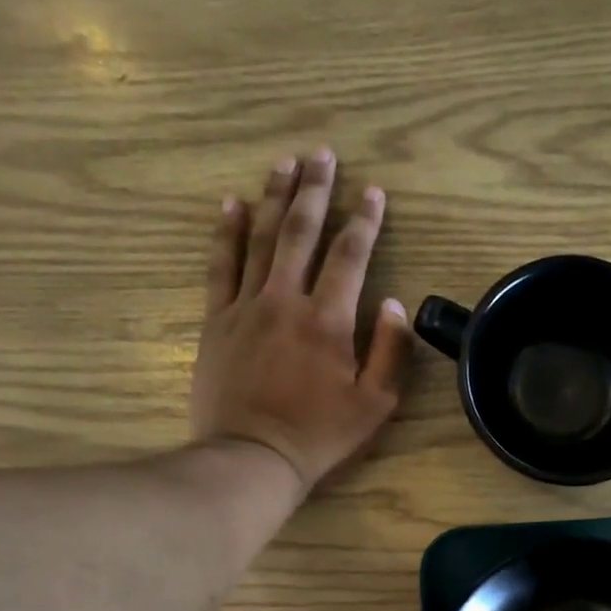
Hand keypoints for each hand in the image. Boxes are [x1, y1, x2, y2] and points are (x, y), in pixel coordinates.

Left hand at [191, 151, 411, 492]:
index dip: (365, 220)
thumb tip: (394, 303)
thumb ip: (390, 350)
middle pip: (302, 232)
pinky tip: (232, 204)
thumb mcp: (375, 404)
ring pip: (261, 238)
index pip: (350, 255)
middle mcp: (286, 300)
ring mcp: (246, 306)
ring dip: (274, 197)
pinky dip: (226, 232)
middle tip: (323, 155)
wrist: (252, 456)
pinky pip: (220, 265)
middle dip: (316, 190)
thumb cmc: (320, 435)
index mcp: (329, 320)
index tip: (374, 192)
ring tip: (284, 162)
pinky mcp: (217, 320)